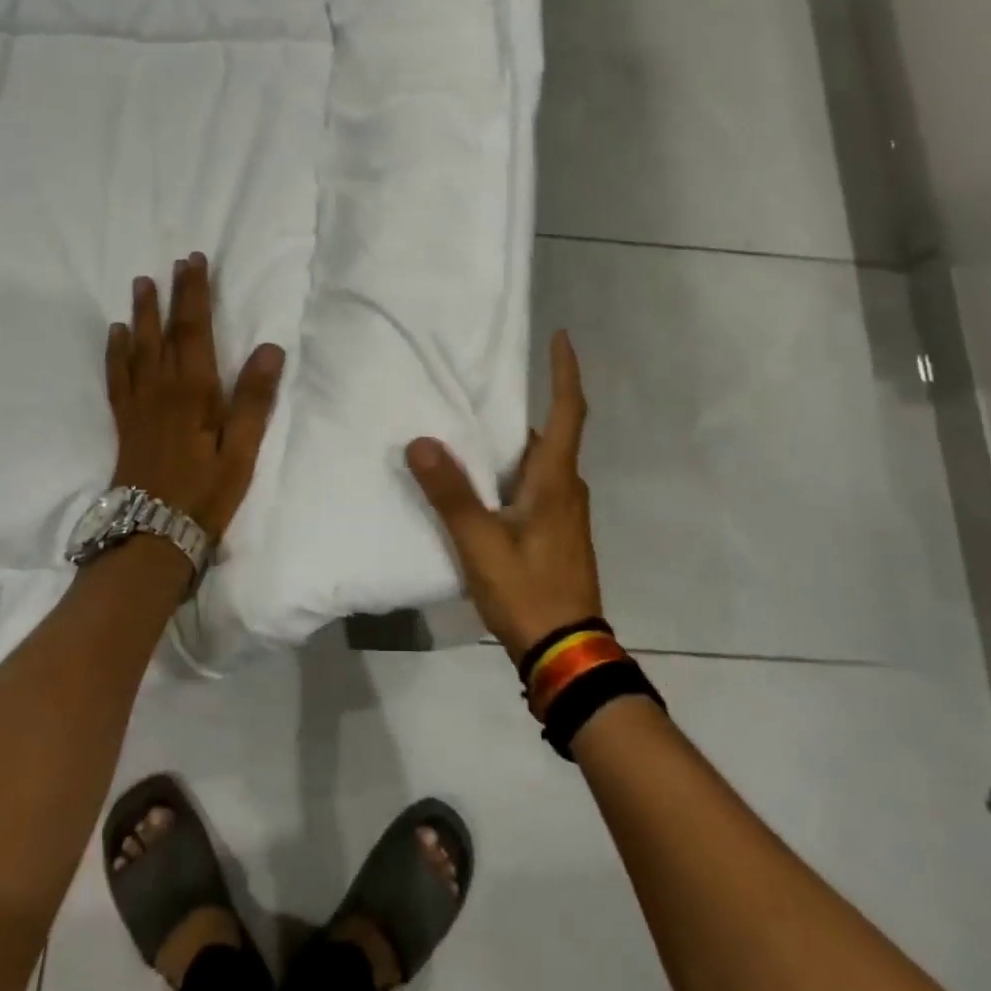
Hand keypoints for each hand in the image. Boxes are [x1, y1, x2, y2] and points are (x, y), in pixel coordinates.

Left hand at [106, 253, 284, 540]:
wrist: (152, 533)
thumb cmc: (205, 492)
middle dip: (171, 294)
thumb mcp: (242, 450)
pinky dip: (116, 351)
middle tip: (173, 263)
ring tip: (141, 284)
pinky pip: (117, 375)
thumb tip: (270, 348)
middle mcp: (162, 388)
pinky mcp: (126, 420)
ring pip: (138, 347)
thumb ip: (254, 399)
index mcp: (193, 390)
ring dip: (141, 313)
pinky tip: (117, 335)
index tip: (194, 261)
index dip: (194, 293)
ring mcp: (139, 403)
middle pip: (165, 331)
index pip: (194, 329)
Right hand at [405, 330, 601, 662]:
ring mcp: (566, 516)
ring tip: (466, 436)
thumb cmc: (528, 590)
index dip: (565, 372)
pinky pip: (533, 490)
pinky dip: (509, 476)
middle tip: (477, 394)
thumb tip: (420, 442)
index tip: (560, 337)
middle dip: (517, 413)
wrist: (566, 653)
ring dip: (510, 448)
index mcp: (556, 480)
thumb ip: (450, 493)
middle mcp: (567, 489)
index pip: (570, 411)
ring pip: (538, 466)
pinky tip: (478, 489)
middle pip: (547, 437)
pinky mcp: (557, 537)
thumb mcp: (480, 541)